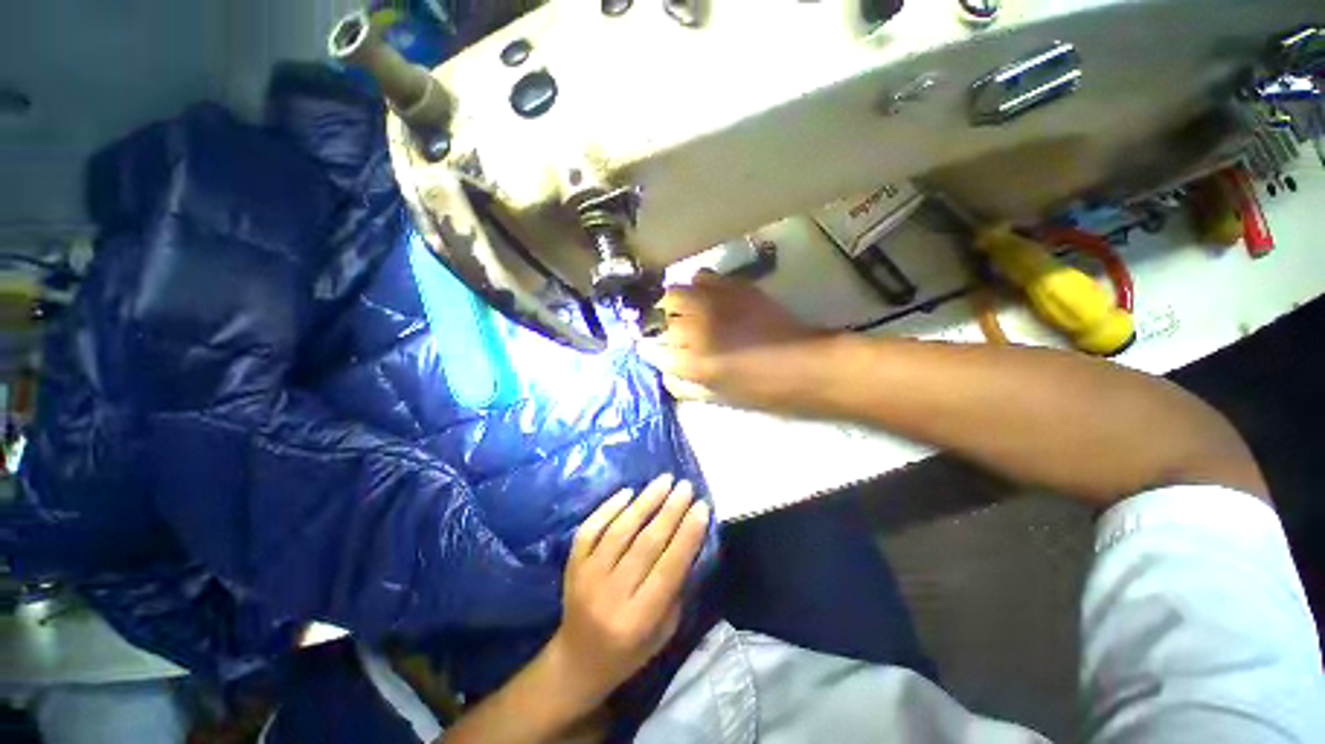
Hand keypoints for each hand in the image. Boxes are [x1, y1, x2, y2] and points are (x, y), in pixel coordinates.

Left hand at [548, 473, 709, 711]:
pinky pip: (591, 528)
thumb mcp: (663, 632)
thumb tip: (688, 541)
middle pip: (646, 544)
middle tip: (686, 487)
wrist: (577, 661)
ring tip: (664, 480)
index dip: (688, 534)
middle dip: (670, 511)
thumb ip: (676, 589)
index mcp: (638, 620)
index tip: (702, 507)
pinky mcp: (572, 564)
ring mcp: (587, 576)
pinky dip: (609, 507)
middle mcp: (611, 595)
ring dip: (645, 501)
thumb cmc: (629, 651)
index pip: (669, 568)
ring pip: (620, 530)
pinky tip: (628, 492)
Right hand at [640, 271, 822, 401]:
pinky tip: (709, 297)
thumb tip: (666, 373)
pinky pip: (702, 276)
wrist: (805, 365)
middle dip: (668, 327)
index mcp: (691, 363)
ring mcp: (714, 304)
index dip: (651, 351)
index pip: (651, 350)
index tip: (654, 351)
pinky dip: (699, 286)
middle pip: (662, 318)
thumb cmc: (762, 390)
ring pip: (675, 293)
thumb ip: (685, 387)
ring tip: (691, 312)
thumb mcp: (718, 399)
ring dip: (678, 304)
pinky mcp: (734, 287)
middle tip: (681, 334)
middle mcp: (696, 329)